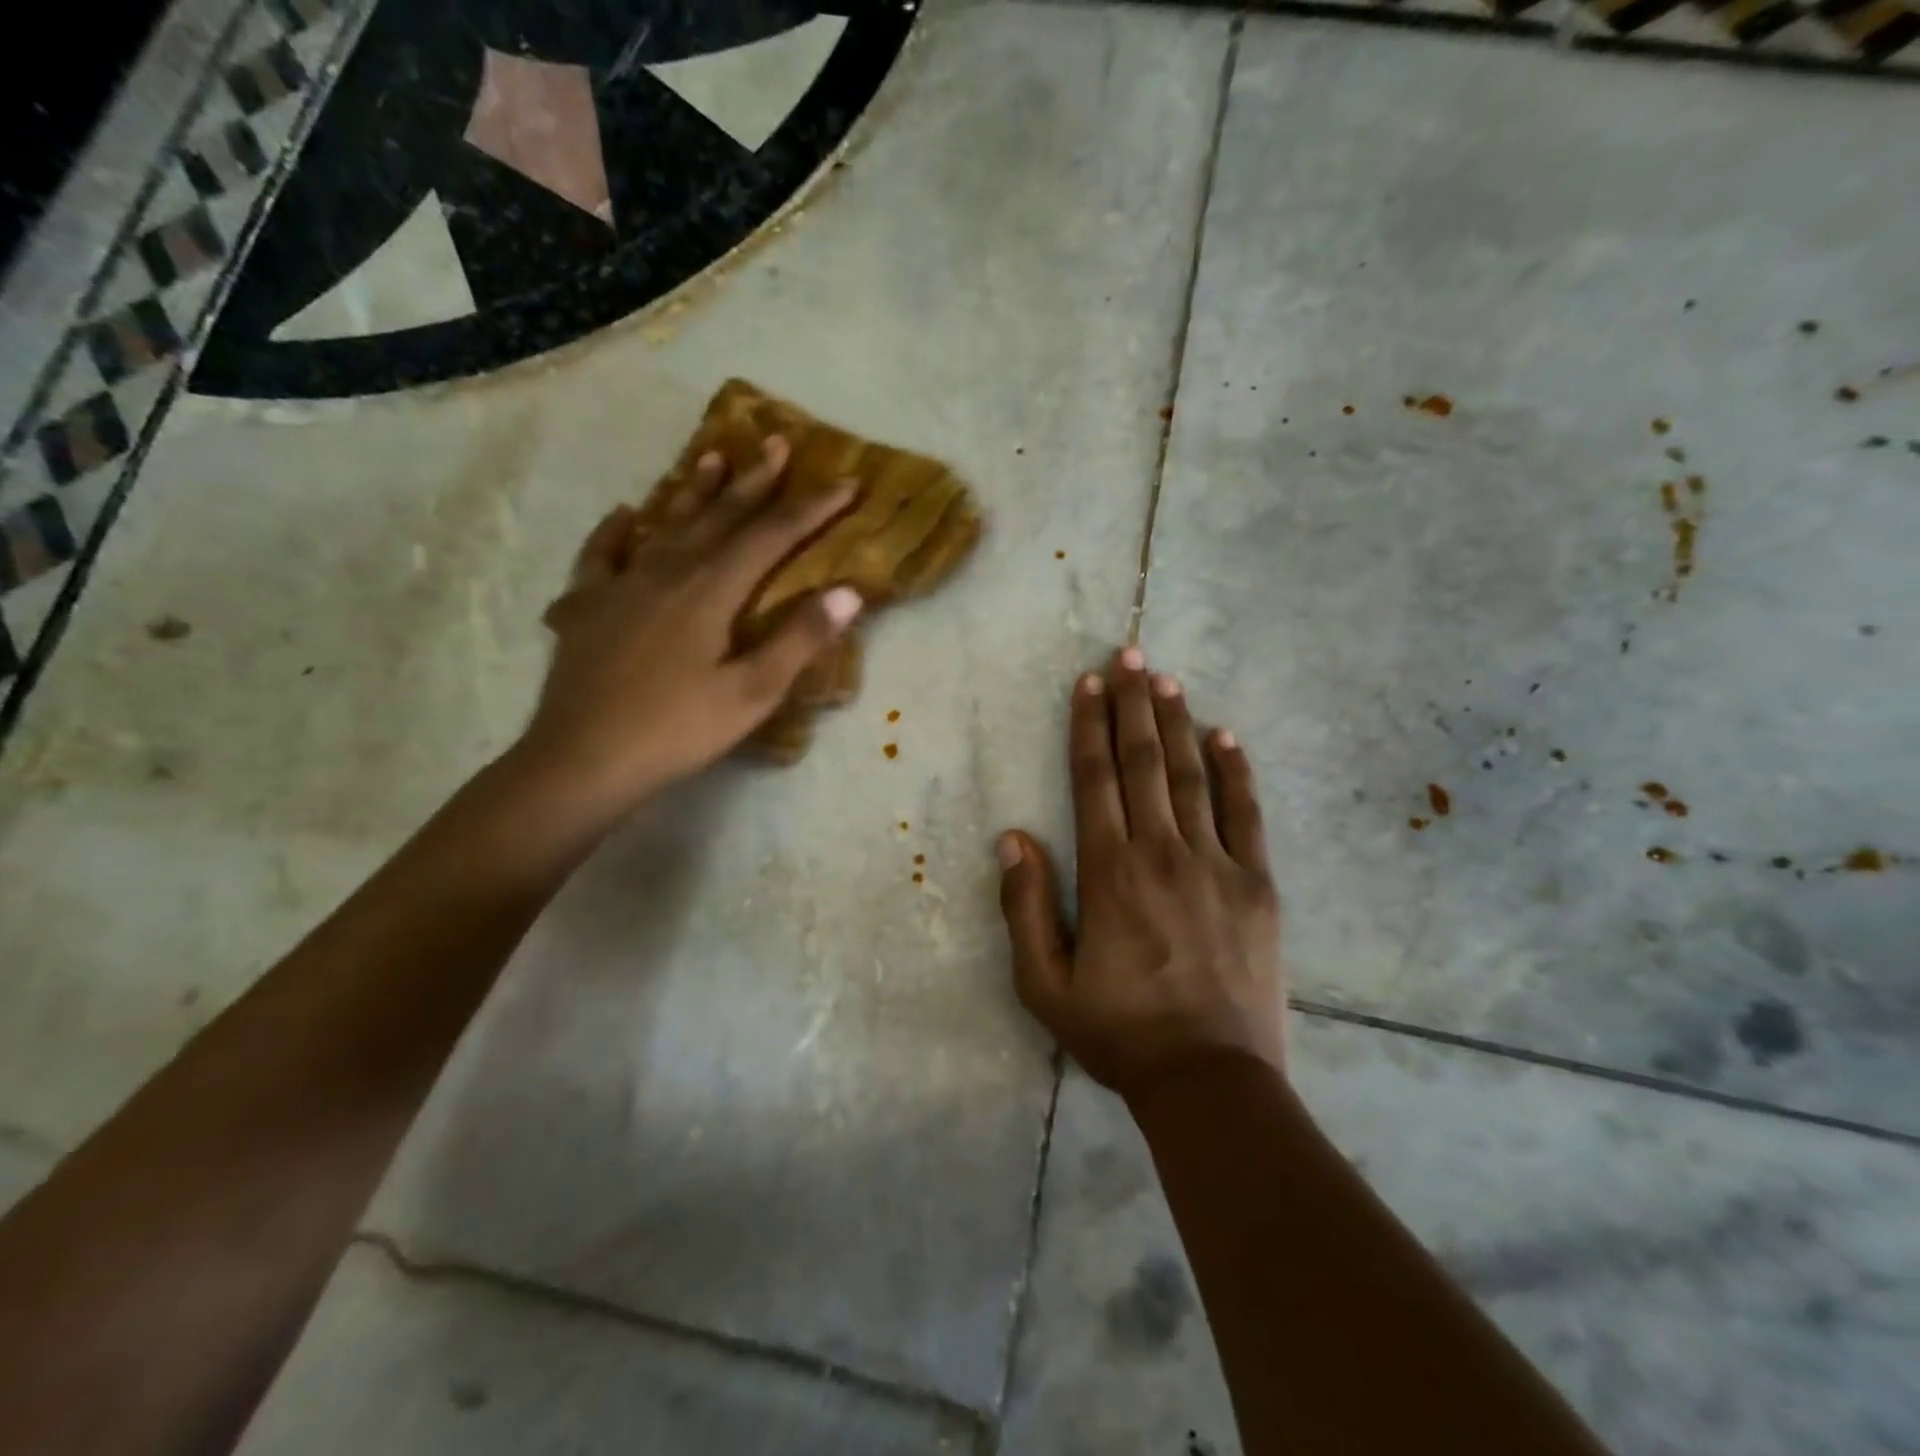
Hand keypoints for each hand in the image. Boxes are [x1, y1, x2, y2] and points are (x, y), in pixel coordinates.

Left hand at [521, 436, 861, 820]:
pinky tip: (625, 515)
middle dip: (755, 482)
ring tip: (713, 456)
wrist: (581, 760)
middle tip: (778, 444)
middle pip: (719, 517)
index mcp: (709, 590)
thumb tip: (849, 591)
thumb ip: (799, 640)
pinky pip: (602, 555)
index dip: (811, 509)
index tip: (845, 483)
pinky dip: (616, 531)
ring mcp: (620, 586)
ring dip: (694, 491)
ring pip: (666, 525)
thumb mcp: (751, 693)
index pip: (770, 537)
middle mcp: (666, 572)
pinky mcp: (587, 608)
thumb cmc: (676, 731)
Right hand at [996, 648, 1284, 1098]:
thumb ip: (1025, 906)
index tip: (1089, 683)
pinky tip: (1226, 735)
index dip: (1089, 726)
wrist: (1210, 1079)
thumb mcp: (1044, 983)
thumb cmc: (1119, 1031)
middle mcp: (1161, 851)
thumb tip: (1013, 837)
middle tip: (1130, 655)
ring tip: (1166, 679)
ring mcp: (1216, 863)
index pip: (1094, 779)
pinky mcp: (1257, 883)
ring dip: (1177, 723)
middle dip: (1133, 704)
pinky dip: (1235, 771)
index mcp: (1109, 871)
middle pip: (1144, 762)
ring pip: (1191, 776)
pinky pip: (1246, 813)